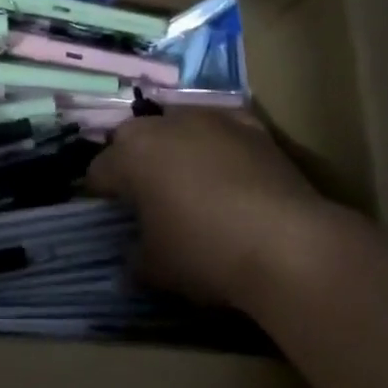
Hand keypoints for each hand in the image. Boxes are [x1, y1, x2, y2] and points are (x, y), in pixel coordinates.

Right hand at [87, 109, 331, 307]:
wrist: (289, 244)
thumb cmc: (206, 252)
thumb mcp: (157, 268)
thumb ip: (134, 258)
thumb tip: (131, 258)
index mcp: (130, 155)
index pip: (99, 171)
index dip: (100, 195)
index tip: (112, 217)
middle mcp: (164, 124)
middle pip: (134, 138)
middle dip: (134, 162)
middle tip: (147, 197)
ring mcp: (210, 118)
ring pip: (178, 126)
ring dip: (176, 147)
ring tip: (191, 182)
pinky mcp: (251, 125)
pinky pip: (222, 128)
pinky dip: (219, 144)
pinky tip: (230, 170)